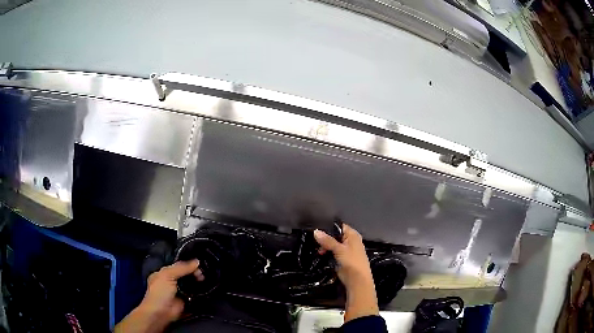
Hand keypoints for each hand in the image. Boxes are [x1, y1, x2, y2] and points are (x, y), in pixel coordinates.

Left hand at [115, 260, 201, 332]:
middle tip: (203, 273)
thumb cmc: (160, 292)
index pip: (178, 265)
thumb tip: (197, 261)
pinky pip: (195, 294)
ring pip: (191, 283)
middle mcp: (172, 281)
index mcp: (164, 273)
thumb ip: (181, 268)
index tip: (199, 263)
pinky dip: (201, 291)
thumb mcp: (167, 275)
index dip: (187, 263)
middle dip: (194, 272)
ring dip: (198, 281)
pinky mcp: (187, 301)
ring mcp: (179, 291)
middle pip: (186, 273)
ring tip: (206, 279)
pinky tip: (207, 287)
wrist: (161, 313)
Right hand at [314, 224, 378, 321]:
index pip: (340, 226)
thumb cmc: (352, 261)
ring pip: (333, 244)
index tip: (317, 228)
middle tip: (314, 241)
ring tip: (316, 249)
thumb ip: (327, 240)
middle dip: (325, 238)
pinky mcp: (342, 259)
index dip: (329, 227)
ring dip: (325, 246)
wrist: (357, 280)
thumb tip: (315, 231)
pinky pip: (333, 252)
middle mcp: (350, 241)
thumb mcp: (339, 249)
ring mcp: (346, 250)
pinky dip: (327, 252)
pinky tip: (319, 254)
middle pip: (335, 235)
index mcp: (353, 235)